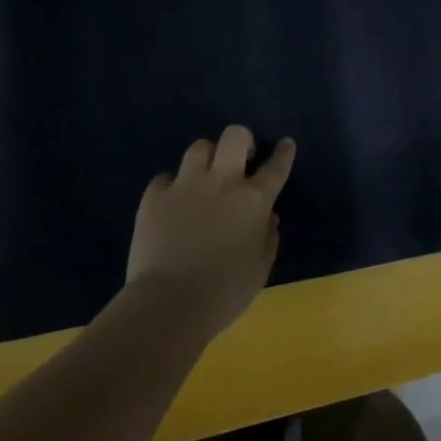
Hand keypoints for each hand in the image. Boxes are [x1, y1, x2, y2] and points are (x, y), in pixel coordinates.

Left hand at [125, 126, 295, 335]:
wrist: (169, 304)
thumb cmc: (224, 293)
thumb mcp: (260, 269)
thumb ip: (268, 238)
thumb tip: (268, 217)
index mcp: (254, 200)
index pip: (276, 167)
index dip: (284, 153)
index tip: (286, 144)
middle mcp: (222, 182)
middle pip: (235, 136)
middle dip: (242, 140)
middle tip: (241, 159)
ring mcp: (186, 185)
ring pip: (200, 147)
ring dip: (207, 159)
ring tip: (204, 177)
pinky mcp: (155, 196)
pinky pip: (166, 177)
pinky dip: (173, 186)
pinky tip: (173, 204)